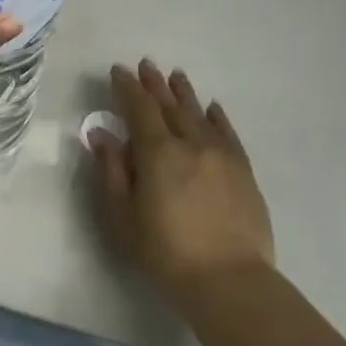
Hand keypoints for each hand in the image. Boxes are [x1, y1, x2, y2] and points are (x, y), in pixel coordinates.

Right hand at [90, 59, 274, 293]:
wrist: (229, 280)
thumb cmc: (165, 251)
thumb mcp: (123, 214)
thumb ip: (113, 170)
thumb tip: (102, 133)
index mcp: (158, 153)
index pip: (139, 109)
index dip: (127, 88)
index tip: (118, 70)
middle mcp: (191, 144)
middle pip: (170, 106)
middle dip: (155, 84)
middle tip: (145, 64)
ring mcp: (222, 156)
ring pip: (200, 114)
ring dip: (184, 93)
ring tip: (175, 75)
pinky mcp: (243, 171)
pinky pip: (228, 133)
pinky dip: (217, 117)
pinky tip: (212, 108)